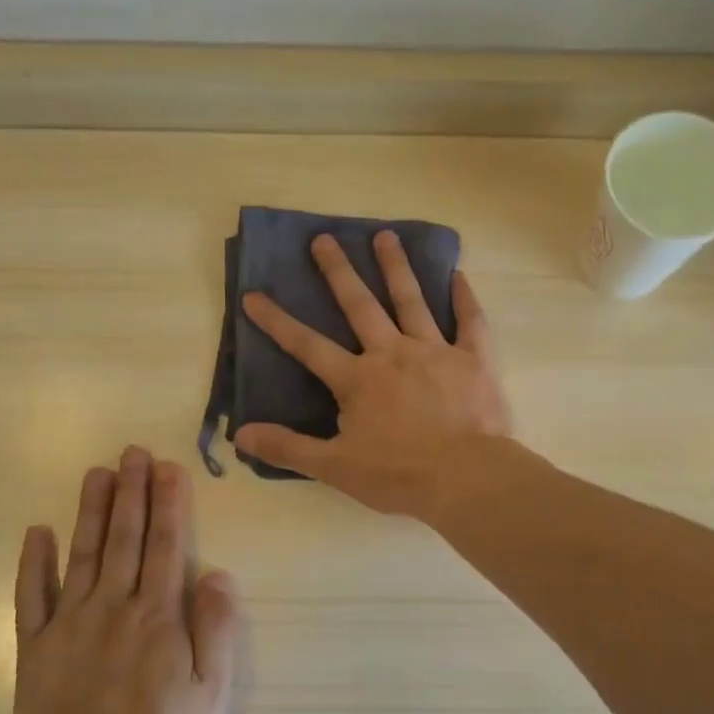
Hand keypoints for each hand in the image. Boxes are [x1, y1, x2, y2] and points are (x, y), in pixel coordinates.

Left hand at [9, 448, 239, 713]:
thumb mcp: (211, 692)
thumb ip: (216, 629)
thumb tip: (218, 574)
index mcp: (158, 615)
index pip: (167, 545)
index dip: (169, 504)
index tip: (168, 467)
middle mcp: (114, 606)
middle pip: (125, 538)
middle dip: (132, 492)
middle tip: (133, 452)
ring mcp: (69, 624)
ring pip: (82, 554)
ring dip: (91, 511)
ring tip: (97, 473)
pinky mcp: (35, 647)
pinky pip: (31, 596)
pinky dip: (33, 563)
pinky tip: (36, 532)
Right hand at [234, 231, 510, 517]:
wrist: (466, 477)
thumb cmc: (399, 475)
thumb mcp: (335, 467)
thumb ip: (288, 447)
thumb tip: (239, 435)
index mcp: (358, 380)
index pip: (308, 346)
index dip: (278, 322)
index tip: (253, 295)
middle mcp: (393, 354)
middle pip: (360, 306)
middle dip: (338, 272)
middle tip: (324, 238)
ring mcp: (435, 352)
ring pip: (411, 301)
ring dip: (396, 268)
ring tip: (385, 235)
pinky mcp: (474, 360)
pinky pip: (470, 322)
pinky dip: (464, 298)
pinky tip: (457, 275)